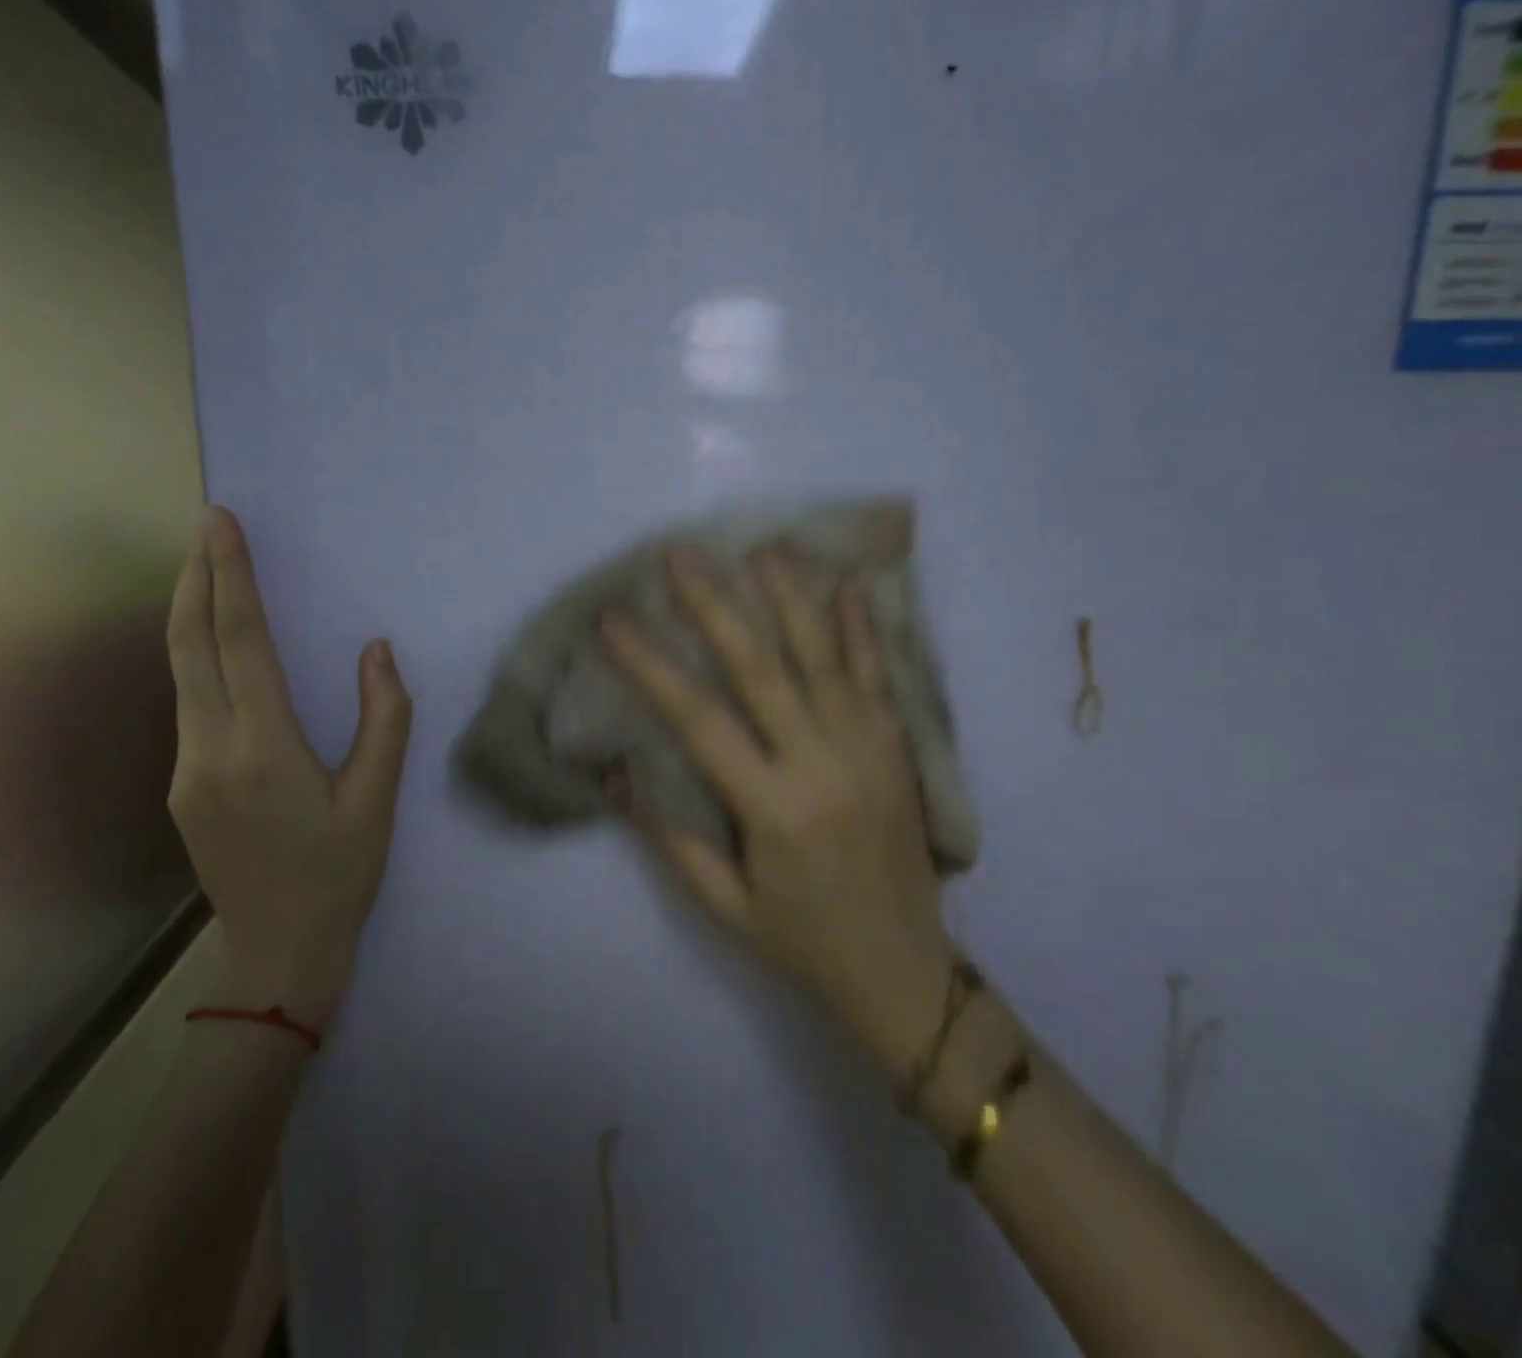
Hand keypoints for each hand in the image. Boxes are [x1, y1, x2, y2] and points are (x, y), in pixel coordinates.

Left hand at [165, 507, 412, 1026]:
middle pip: (189, 646)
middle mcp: (209, 751)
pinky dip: (196, 659)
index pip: (240, 642)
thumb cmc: (339, 873)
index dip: (232, 578)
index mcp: (263, 749)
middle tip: (206, 529)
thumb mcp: (377, 799)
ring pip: (180, 674)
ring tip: (207, 571)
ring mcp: (185, 771)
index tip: (222, 525)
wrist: (278, 952)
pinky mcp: (182, 787)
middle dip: (195, 579)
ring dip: (191, 615)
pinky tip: (215, 649)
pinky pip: (187, 704)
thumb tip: (376, 649)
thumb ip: (384, 718)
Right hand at [599, 549, 953, 1078]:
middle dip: (715, 606)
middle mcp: (822, 765)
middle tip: (681, 555)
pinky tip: (848, 585)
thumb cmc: (803, 943)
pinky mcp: (898, 750)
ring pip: (823, 658)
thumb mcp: (725, 906)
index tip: (613, 620)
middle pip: (760, 668)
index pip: (699, 720)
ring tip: (762, 549)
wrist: (908, 972)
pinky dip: (861, 630)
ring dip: (790, 598)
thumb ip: (672, 840)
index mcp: (773, 808)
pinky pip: (878, 678)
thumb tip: (618, 776)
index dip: (650, 666)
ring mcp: (868, 751)